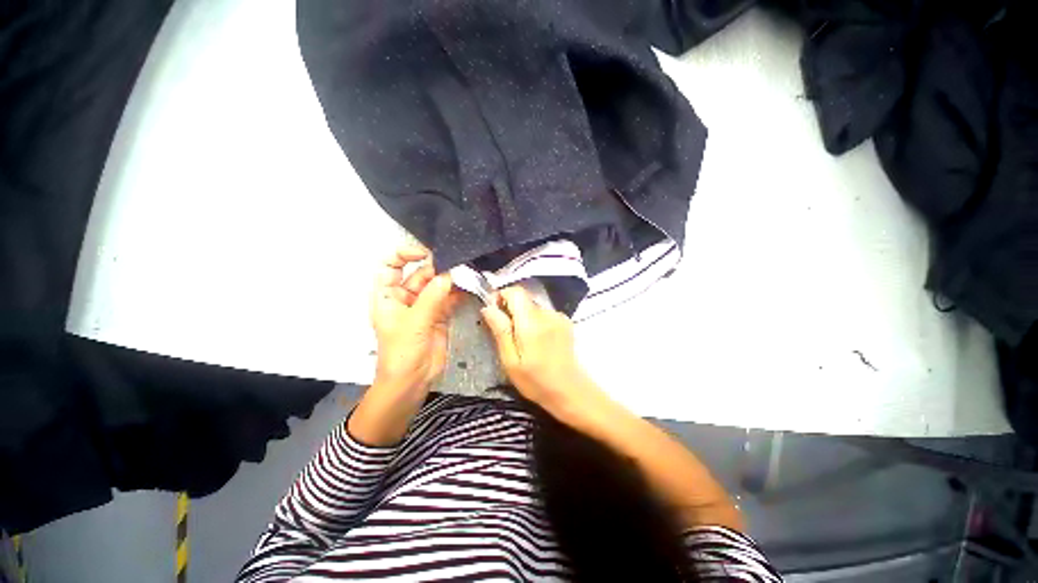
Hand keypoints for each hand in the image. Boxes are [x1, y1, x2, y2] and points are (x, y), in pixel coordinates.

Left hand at [371, 245, 460, 392]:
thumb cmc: (402, 352)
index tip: (426, 253)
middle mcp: (406, 297)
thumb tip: (449, 275)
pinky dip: (459, 292)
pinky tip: (470, 286)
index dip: (404, 254)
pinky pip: (449, 298)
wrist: (412, 382)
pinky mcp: (440, 315)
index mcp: (388, 295)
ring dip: (450, 279)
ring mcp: (425, 306)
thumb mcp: (414, 323)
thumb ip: (432, 297)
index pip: (390, 265)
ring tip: (467, 272)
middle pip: (420, 274)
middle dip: (437, 267)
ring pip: (437, 285)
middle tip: (458, 263)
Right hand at [481, 287, 600, 413]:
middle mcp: (546, 314)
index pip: (515, 292)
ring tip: (525, 342)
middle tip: (508, 335)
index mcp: (531, 323)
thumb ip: (500, 330)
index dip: (502, 296)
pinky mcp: (565, 321)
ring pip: (533, 307)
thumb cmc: (535, 381)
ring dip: (524, 317)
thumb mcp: (510, 360)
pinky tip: (539, 341)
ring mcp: (558, 316)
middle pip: (524, 299)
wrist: (569, 390)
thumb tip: (488, 307)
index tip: (495, 313)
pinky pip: (544, 314)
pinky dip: (536, 321)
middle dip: (512, 310)